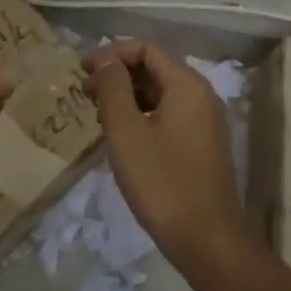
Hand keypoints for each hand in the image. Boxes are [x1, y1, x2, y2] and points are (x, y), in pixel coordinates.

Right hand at [84, 40, 247, 268]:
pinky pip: (170, 114)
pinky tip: (123, 134)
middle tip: (85, 91)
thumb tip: (105, 60)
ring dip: (129, 95)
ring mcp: (206, 122)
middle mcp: (202, 96)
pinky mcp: (203, 145)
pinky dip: (143, 114)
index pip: (147, 49)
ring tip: (98, 112)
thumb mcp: (126, 132)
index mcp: (187, 85)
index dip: (112, 53)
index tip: (83, 69)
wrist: (208, 241)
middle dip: (119, 74)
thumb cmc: (162, 181)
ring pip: (162, 93)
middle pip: (156, 68)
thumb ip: (113, 88)